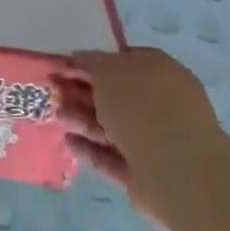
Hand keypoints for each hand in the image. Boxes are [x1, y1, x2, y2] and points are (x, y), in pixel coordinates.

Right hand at [50, 47, 221, 223]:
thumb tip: (79, 58)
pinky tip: (68, 141)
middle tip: (53, 90)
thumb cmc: (143, 108)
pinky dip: (90, 148)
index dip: (93, 62)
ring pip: (112, 125)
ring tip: (56, 115)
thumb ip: (91, 62)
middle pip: (116, 95)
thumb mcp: (110, 71)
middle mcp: (161, 104)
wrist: (177, 169)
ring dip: (83, 118)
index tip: (65, 66)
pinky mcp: (143, 172)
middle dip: (83, 92)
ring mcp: (154, 140)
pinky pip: (111, 156)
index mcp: (160, 72)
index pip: (124, 60)